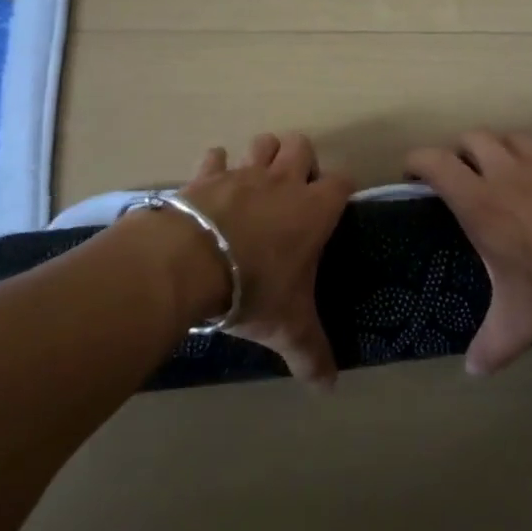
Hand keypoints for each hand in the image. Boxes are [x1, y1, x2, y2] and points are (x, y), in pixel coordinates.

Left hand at [177, 132, 352, 385]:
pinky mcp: (206, 175)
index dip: (340, 190)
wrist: (189, 264)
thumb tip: (330, 388)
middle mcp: (283, 182)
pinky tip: (212, 185)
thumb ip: (312, 354)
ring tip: (256, 183)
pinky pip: (214, 156)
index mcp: (313, 210)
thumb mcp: (288, 328)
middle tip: (292, 193)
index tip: (333, 208)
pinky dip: (215, 166)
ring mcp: (243, 173)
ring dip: (262, 155)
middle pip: (301, 145)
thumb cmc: (253, 289)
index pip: (342, 181)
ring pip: (262, 142)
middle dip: (300, 161)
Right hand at [403, 130, 531, 374]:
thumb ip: (493, 345)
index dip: (417, 161)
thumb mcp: (524, 322)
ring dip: (500, 148)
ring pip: (511, 136)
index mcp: (482, 204)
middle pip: (472, 138)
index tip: (412, 173)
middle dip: (459, 151)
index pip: (436, 163)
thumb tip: (472, 372)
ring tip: (504, 171)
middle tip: (461, 176)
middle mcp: (508, 172)